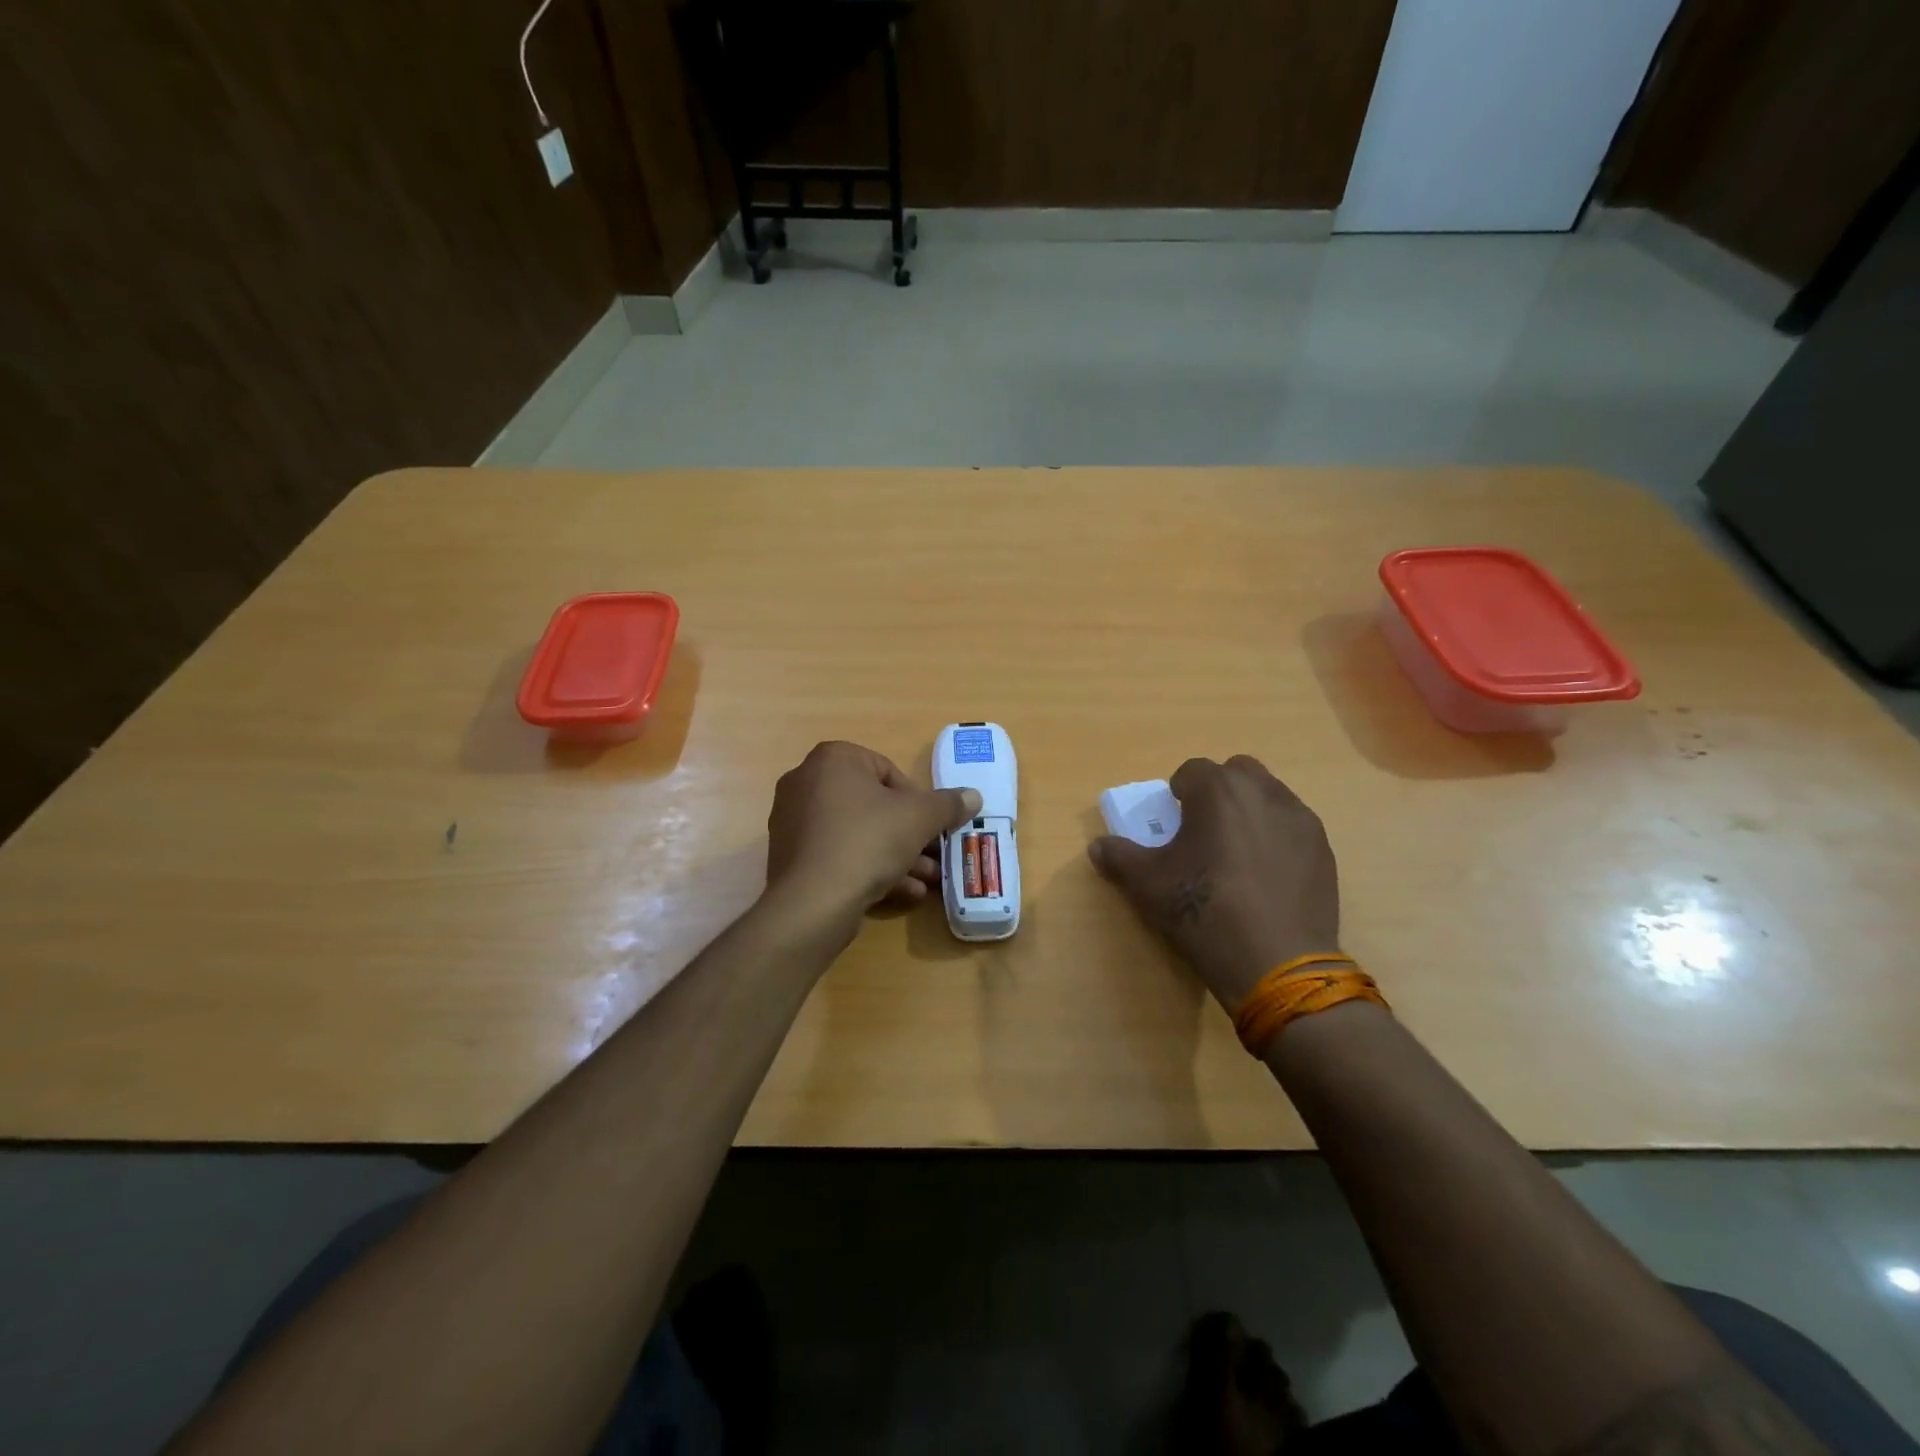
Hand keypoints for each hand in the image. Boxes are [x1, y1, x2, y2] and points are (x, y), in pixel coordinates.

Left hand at [764, 741, 981, 935]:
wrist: (813, 902)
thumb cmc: (868, 841)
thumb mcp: (919, 818)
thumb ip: (948, 804)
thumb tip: (973, 795)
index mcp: (833, 759)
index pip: (887, 770)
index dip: (917, 799)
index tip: (932, 825)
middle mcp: (806, 781)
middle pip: (873, 805)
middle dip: (909, 833)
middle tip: (935, 856)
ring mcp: (794, 821)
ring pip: (858, 833)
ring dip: (896, 855)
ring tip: (927, 880)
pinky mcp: (791, 856)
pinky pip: (838, 853)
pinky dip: (868, 868)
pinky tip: (902, 893)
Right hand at [1088, 756, 1339, 1010]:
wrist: (1277, 963)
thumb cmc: (1204, 911)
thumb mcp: (1148, 885)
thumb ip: (1119, 857)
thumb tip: (1098, 846)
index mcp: (1218, 791)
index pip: (1191, 771)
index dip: (1178, 793)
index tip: (1173, 822)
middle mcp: (1263, 792)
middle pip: (1236, 773)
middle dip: (1218, 792)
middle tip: (1204, 831)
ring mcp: (1300, 820)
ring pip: (1268, 796)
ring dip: (1248, 811)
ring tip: (1235, 854)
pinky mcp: (1323, 849)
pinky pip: (1292, 827)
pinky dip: (1275, 837)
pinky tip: (1265, 876)